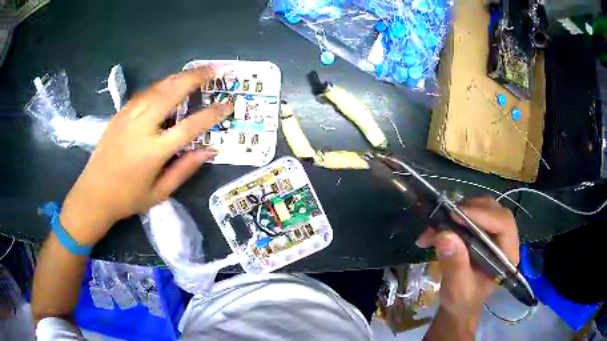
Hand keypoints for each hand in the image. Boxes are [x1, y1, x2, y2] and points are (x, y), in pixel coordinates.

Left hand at [60, 67, 231, 244]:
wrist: (93, 194)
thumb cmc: (127, 198)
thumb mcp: (159, 193)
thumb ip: (184, 169)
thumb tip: (209, 150)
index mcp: (153, 152)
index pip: (189, 126)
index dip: (211, 114)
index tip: (227, 105)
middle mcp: (141, 128)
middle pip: (172, 93)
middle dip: (195, 77)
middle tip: (215, 69)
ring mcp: (128, 117)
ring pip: (157, 88)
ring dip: (179, 77)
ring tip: (196, 72)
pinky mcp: (119, 114)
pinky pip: (144, 93)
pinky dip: (161, 85)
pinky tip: (169, 84)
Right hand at [417, 196, 518, 338]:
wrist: (459, 303)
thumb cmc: (462, 300)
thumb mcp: (458, 289)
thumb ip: (455, 266)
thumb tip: (444, 235)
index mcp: (507, 255)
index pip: (503, 224)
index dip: (482, 215)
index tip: (455, 216)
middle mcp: (505, 239)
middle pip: (493, 210)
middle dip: (468, 210)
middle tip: (444, 218)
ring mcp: (494, 231)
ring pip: (481, 206)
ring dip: (457, 212)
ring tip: (435, 228)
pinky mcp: (482, 229)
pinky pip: (470, 212)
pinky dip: (451, 217)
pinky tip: (434, 232)